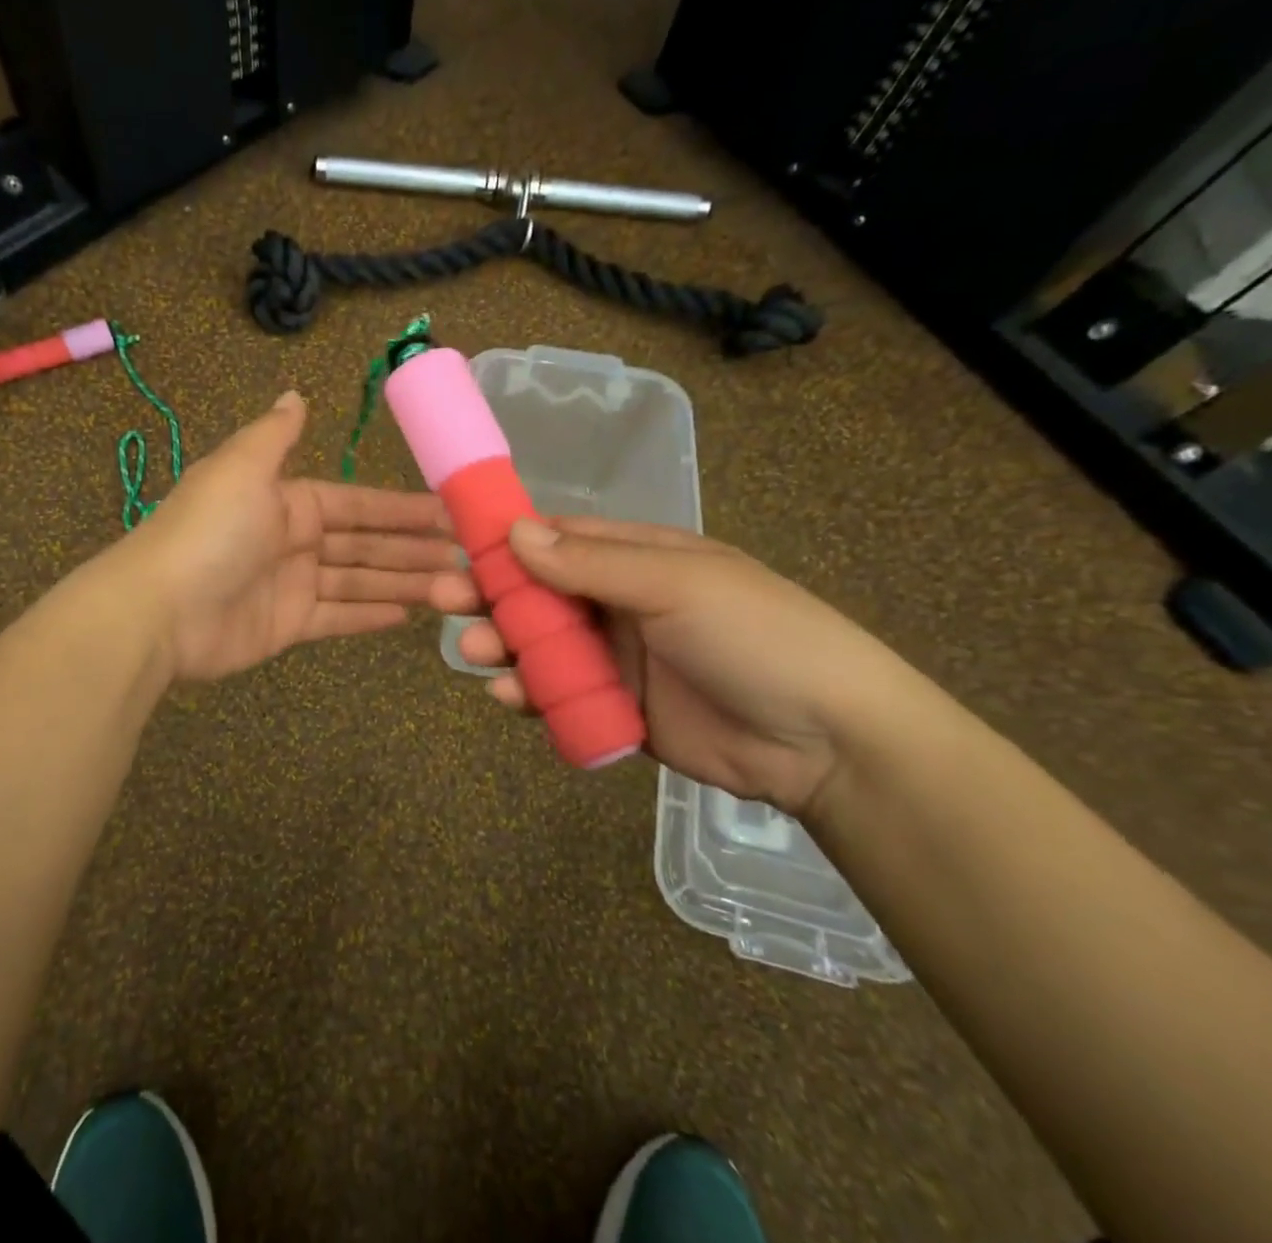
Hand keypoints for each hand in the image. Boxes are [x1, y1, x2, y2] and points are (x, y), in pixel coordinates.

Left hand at [114, 392, 455, 681]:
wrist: (159, 609)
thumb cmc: (210, 531)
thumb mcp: (242, 468)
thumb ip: (274, 435)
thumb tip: (295, 396)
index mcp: (287, 500)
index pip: (357, 503)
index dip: (401, 508)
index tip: (447, 513)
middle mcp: (293, 539)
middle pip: (364, 543)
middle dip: (411, 548)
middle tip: (465, 557)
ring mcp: (291, 585)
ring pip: (358, 581)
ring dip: (402, 582)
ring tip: (452, 588)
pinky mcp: (287, 626)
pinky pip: (337, 617)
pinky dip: (370, 615)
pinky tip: (409, 614)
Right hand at [431, 518, 938, 814]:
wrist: (828, 741)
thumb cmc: (755, 636)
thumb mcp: (676, 584)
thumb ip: (591, 564)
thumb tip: (514, 531)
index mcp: (636, 559)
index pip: (557, 540)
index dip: (506, 540)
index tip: (456, 545)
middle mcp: (618, 603)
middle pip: (538, 594)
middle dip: (491, 595)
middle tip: (444, 601)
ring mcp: (616, 659)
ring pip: (541, 647)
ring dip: (503, 645)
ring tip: (471, 652)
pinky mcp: (617, 710)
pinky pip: (560, 698)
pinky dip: (529, 697)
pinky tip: (506, 699)